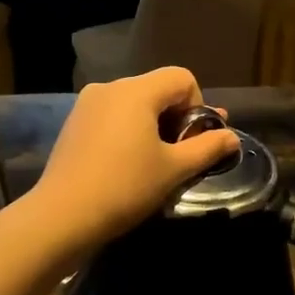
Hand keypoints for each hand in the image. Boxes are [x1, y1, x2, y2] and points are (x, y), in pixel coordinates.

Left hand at [29, 69, 238, 255]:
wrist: (62, 216)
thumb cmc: (125, 188)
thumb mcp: (174, 170)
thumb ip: (207, 148)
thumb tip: (232, 138)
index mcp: (136, 91)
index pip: (182, 78)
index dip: (198, 106)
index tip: (193, 142)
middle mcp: (109, 87)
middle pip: (157, 89)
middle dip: (176, 118)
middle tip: (180, 156)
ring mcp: (86, 104)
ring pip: (133, 104)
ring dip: (152, 126)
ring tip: (154, 163)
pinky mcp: (73, 124)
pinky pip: (112, 117)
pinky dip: (127, 132)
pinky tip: (125, 165)